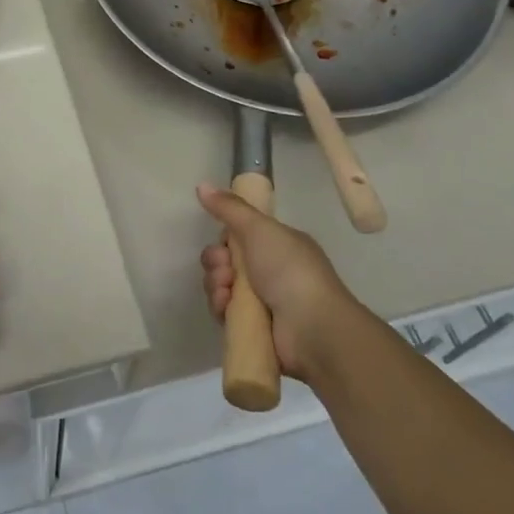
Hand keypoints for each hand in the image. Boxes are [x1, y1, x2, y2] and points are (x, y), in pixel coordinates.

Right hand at [197, 183, 357, 383]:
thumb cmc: (289, 270)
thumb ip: (230, 208)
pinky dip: (221, 307)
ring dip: (216, 285)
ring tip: (226, 291)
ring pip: (222, 286)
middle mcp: (272, 271)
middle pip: (226, 261)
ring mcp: (263, 301)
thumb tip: (202, 185)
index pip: (240, 237)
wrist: (312, 328)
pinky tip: (226, 307)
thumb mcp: (260, 229)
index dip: (225, 239)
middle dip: (216, 263)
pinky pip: (225, 311)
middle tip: (225, 269)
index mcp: (279, 246)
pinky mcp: (254, 327)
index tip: (224, 243)